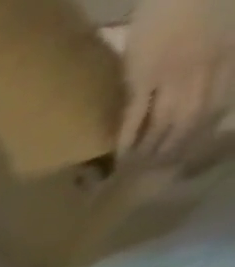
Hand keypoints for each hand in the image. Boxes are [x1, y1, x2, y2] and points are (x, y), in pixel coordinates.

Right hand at [118, 0, 234, 160]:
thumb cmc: (204, 1)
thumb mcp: (230, 25)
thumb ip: (221, 56)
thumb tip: (216, 93)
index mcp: (230, 54)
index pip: (218, 104)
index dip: (203, 135)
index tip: (187, 159)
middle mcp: (206, 68)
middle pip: (190, 119)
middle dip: (174, 149)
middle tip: (155, 174)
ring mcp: (172, 74)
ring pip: (163, 122)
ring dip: (148, 150)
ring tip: (133, 171)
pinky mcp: (143, 77)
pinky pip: (135, 114)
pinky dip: (126, 138)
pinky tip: (118, 156)